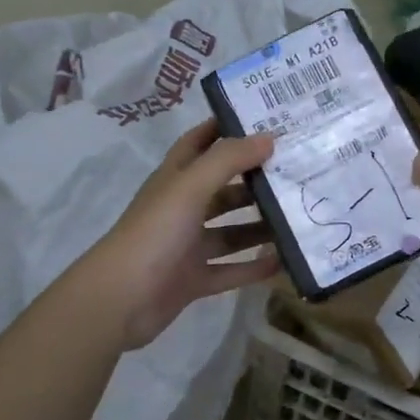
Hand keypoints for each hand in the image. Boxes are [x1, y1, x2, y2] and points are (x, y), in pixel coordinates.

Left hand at [83, 119, 279, 349]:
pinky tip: (284, 261)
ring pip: (230, 232)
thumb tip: (269, 137)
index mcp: (174, 180)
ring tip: (299, 216)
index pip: (199, 143)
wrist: (120, 300)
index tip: (264, 119)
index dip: (225, 128)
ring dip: (260, 226)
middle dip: (255, 180)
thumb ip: (228, 160)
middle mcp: (181, 209)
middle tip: (297, 172)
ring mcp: (186, 247)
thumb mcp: (190, 188)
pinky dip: (254, 267)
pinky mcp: (193, 280)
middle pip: (222, 189)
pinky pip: (230, 270)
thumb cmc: (154, 233)